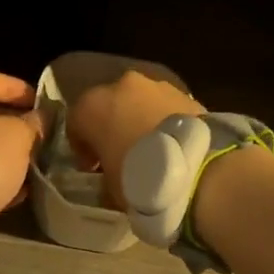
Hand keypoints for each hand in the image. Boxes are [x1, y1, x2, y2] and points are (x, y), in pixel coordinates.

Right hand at [66, 69, 204, 210]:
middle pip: (108, 104)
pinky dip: (163, 119)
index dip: (82, 146)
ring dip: (138, 119)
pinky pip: (163, 105)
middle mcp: (120, 85)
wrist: (198, 168)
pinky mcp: (183, 91)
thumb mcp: (111, 189)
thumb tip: (108, 178)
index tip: (92, 167)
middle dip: (111, 126)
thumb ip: (104, 176)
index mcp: (92, 106)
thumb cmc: (141, 179)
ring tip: (152, 148)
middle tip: (121, 154)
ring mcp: (154, 85)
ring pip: (138, 101)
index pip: (76, 121)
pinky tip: (172, 143)